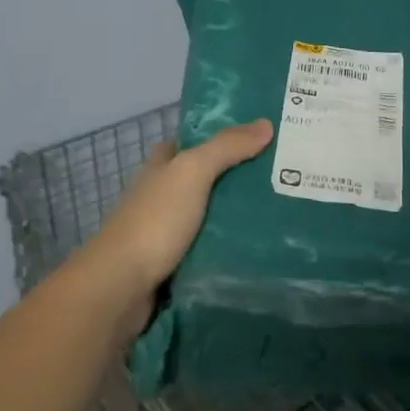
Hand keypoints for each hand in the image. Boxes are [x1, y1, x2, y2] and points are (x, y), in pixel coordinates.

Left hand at [73, 120, 273, 334]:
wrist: (122, 287)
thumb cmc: (155, 221)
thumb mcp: (192, 172)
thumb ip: (226, 147)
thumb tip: (266, 123)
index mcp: (162, 167)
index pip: (193, 143)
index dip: (222, 137)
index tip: (262, 137)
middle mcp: (163, 195)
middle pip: (207, 180)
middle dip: (240, 178)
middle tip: (287, 176)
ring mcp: (169, 231)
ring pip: (212, 216)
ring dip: (240, 216)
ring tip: (285, 211)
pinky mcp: (177, 264)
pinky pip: (211, 249)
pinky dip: (232, 247)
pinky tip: (262, 246)